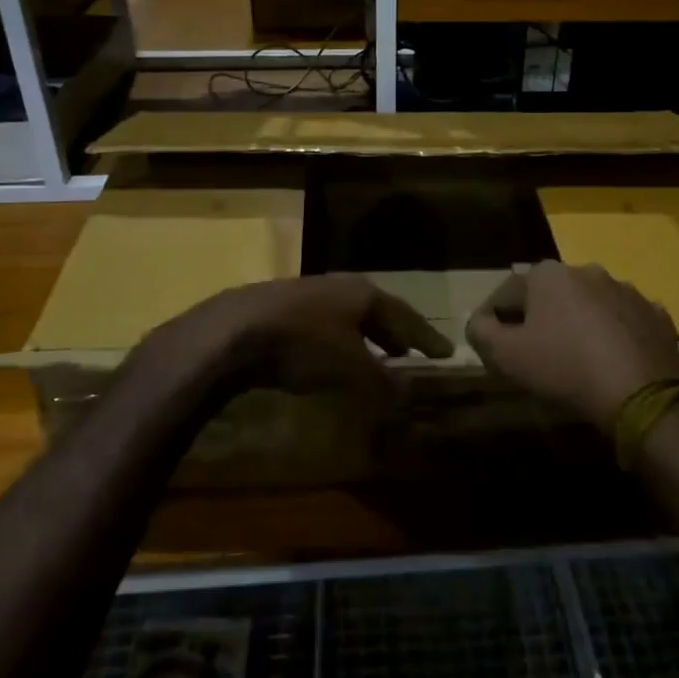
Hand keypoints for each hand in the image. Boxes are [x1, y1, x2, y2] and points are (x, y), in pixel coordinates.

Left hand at [152, 273, 453, 401]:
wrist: (232, 330)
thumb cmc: (303, 345)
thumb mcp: (350, 368)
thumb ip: (382, 380)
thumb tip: (406, 391)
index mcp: (364, 293)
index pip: (406, 316)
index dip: (426, 337)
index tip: (445, 352)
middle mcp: (340, 285)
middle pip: (377, 310)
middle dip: (395, 333)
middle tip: (412, 352)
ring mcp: (307, 291)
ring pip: (348, 315)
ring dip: (365, 336)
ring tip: (376, 355)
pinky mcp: (279, 305)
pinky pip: (324, 322)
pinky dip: (338, 339)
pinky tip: (331, 355)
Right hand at [465, 261, 678, 427]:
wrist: (642, 393)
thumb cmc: (565, 368)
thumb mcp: (507, 357)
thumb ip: (482, 333)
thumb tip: (479, 322)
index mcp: (548, 275)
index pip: (507, 292)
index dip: (493, 318)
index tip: (490, 344)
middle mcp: (587, 270)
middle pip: (550, 296)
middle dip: (539, 318)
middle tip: (532, 352)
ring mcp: (627, 291)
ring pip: (589, 306)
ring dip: (578, 324)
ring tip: (575, 359)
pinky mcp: (655, 315)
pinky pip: (623, 322)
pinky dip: (613, 336)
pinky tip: (611, 363)